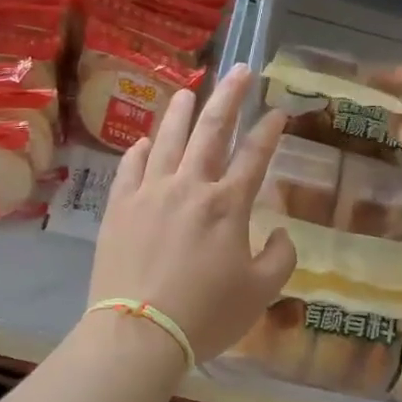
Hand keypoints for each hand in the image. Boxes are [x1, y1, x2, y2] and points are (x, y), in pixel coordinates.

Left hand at [89, 64, 296, 361]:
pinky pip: (130, 167)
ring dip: (179, 112)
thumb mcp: (261, 292)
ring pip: (166, 140)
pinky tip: (144, 141)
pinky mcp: (119, 208)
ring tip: (187, 91)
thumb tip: (281, 232)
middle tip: (238, 70)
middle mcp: (190, 186)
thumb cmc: (206, 314)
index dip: (269, 130)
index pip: (254, 156)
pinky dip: (140, 150)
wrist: (139, 332)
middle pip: (211, 131)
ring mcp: (150, 193)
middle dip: (228, 96)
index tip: (278, 111)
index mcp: (228, 205)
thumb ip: (281, 257)